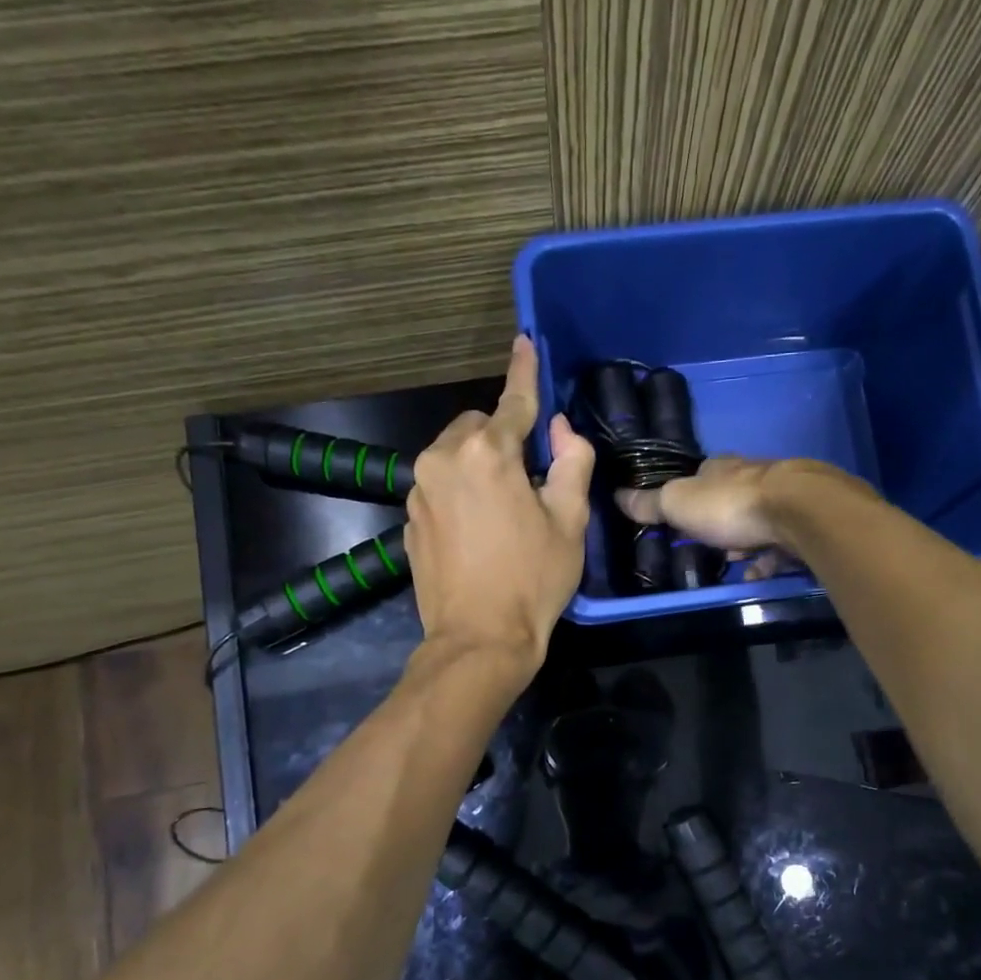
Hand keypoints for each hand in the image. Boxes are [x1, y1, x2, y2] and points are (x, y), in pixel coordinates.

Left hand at [405, 335, 594, 675]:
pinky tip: (481, 529)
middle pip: (480, 428)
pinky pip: (441, 486)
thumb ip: (570, 462)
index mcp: (487, 454)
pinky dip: (462, 491)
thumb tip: (560, 428)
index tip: (524, 340)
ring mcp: (419, 490)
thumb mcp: (570, 521)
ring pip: (456, 455)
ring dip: (482, 465)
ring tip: (507, 510)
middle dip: (505, 439)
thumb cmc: (533, 580)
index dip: (525, 371)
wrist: (478, 639)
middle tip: (533, 480)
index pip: (513, 401)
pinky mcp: (410, 518)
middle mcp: (443, 460)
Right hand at [615, 455, 861, 564]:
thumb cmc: (731, 505)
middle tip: (707, 546)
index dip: (690, 494)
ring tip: (733, 563)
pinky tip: (758, 575)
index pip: (701, 474)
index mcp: (722, 468)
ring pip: (758, 520)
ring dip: (745, 541)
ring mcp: (783, 499)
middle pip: (732, 498)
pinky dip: (768, 559)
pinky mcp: (805, 522)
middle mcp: (754, 476)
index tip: (680, 516)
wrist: (799, 512)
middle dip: (719, 522)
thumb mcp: (680, 504)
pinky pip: (781, 544)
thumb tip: (617, 495)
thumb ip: (651, 503)